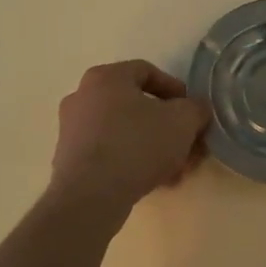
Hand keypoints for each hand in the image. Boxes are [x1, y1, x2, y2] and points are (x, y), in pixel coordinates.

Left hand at [49, 60, 211, 211]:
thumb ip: (196, 109)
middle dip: (168, 126)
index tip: (192, 111)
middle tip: (187, 145)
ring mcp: (72, 129)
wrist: (91, 195)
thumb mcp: (183, 121)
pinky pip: (109, 152)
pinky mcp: (69, 160)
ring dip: (153, 147)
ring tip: (175, 170)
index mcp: (106, 77)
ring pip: (124, 131)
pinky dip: (132, 162)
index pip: (147, 71)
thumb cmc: (137, 144)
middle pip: (136, 105)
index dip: (176, 89)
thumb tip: (195, 110)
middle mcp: (83, 96)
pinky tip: (153, 182)